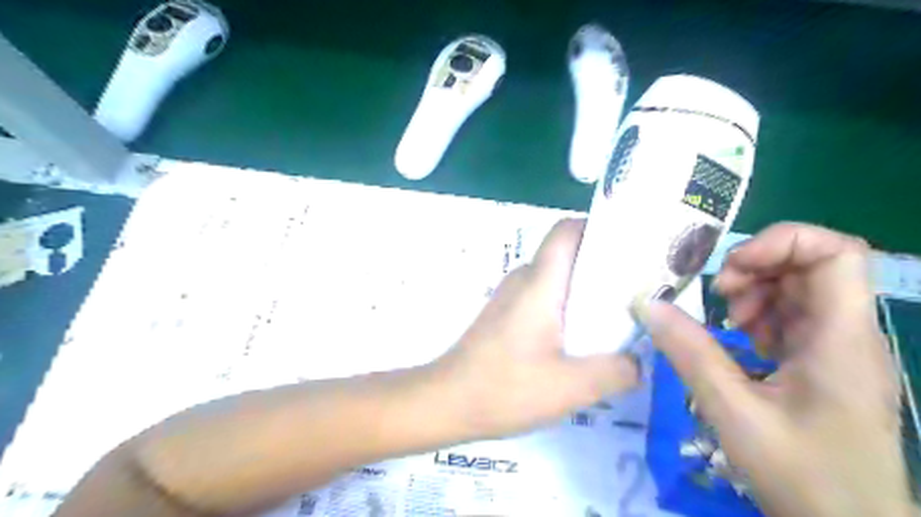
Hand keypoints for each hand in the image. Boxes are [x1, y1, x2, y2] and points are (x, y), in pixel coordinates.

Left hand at [435, 217, 641, 439]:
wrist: (446, 401)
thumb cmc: (505, 388)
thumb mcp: (572, 386)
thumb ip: (616, 371)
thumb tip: (637, 361)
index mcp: (540, 283)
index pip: (566, 230)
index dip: (598, 228)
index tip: (630, 247)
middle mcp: (523, 280)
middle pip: (566, 254)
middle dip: (602, 265)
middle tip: (637, 290)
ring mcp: (510, 297)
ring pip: (556, 278)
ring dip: (585, 291)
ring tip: (616, 317)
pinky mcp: (505, 315)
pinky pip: (543, 297)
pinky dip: (566, 307)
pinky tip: (580, 340)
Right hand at [634, 225, 912, 516]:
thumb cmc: (803, 475)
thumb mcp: (733, 412)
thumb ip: (689, 353)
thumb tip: (648, 305)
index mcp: (842, 338)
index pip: (835, 251)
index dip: (780, 243)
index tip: (730, 271)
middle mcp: (849, 333)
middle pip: (812, 265)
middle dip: (757, 269)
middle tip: (719, 297)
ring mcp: (840, 348)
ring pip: (801, 290)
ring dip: (757, 294)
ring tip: (729, 324)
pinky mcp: (827, 363)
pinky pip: (795, 318)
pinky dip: (762, 318)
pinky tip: (743, 344)